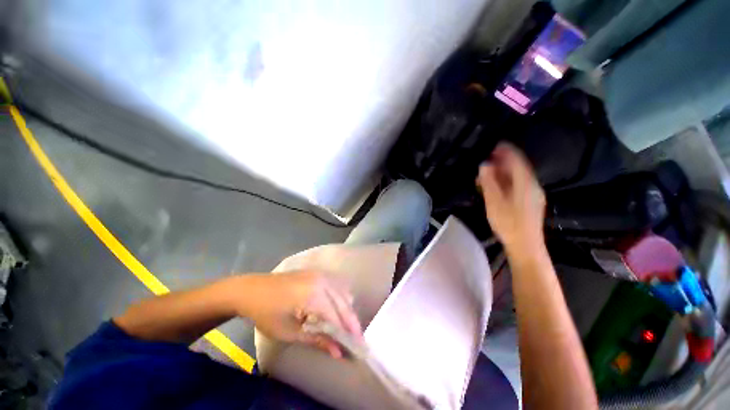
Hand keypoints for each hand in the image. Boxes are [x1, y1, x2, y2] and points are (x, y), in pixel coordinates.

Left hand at [237, 271, 362, 358]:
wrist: (251, 289)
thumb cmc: (266, 313)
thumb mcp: (289, 332)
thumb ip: (316, 339)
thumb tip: (337, 352)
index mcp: (314, 295)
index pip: (337, 316)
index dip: (348, 332)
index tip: (357, 346)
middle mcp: (322, 281)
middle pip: (343, 302)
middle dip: (351, 321)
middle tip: (355, 338)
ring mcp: (320, 274)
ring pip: (342, 292)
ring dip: (346, 309)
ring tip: (346, 325)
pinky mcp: (317, 273)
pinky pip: (335, 285)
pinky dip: (340, 298)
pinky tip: (337, 308)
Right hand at [477, 142, 545, 252]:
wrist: (525, 246)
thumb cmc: (508, 223)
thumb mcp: (494, 201)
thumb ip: (489, 182)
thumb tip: (484, 165)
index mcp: (525, 183)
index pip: (517, 160)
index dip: (506, 150)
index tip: (494, 145)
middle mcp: (532, 185)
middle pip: (518, 167)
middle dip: (503, 161)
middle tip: (487, 159)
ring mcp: (533, 194)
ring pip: (518, 177)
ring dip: (503, 172)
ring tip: (488, 173)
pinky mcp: (530, 202)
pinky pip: (518, 185)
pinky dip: (507, 181)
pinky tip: (496, 186)